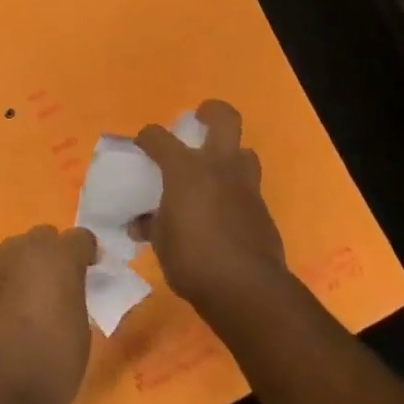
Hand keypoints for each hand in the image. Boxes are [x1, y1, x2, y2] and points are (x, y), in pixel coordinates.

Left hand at [0, 225, 97, 403]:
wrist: (0, 387)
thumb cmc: (55, 360)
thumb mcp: (82, 327)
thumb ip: (76, 296)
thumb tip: (68, 292)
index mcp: (60, 256)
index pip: (81, 238)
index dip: (89, 254)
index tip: (94, 273)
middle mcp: (28, 250)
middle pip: (45, 236)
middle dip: (56, 253)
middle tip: (66, 283)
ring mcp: (1, 267)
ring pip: (21, 251)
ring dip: (32, 266)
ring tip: (42, 298)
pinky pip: (6, 275)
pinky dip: (15, 285)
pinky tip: (19, 314)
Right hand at [134, 100, 290, 328]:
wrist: (247, 291)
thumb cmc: (193, 260)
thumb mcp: (160, 242)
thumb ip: (151, 224)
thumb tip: (140, 223)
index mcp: (185, 169)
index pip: (159, 137)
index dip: (147, 138)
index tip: (141, 145)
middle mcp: (219, 167)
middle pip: (224, 118)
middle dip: (211, 112)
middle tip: (198, 120)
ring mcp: (246, 187)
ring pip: (244, 152)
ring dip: (230, 155)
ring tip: (214, 171)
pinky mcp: (263, 211)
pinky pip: (248, 189)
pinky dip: (234, 192)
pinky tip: (222, 213)